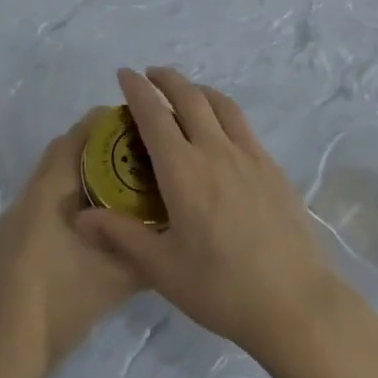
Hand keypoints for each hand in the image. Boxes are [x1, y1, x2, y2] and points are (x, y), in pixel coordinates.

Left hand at [0, 110, 142, 377]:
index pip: (72, 141)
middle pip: (57, 156)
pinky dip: (53, 207)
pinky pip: (31, 210)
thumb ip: (144, 250)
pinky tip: (73, 233)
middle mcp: (25, 197)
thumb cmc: (62, 303)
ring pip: (43, 184)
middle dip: (87, 148)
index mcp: (49, 194)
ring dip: (70, 179)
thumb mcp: (116, 278)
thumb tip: (171, 232)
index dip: (97, 125)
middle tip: (124, 155)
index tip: (125, 120)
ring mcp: (7, 221)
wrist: (6, 350)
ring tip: (106, 192)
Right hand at [77, 67, 340, 364]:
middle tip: (150, 75)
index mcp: (183, 170)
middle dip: (166, 78)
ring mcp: (248, 155)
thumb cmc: (222, 289)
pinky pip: (242, 123)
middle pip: (188, 96)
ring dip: (197, 88)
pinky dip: (222, 109)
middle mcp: (214, 150)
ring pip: (219, 103)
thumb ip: (121, 236)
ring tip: (185, 92)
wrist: (296, 304)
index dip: (137, 89)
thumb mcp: (163, 269)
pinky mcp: (272, 167)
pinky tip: (221, 128)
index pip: (153, 114)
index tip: (124, 73)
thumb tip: (81, 217)